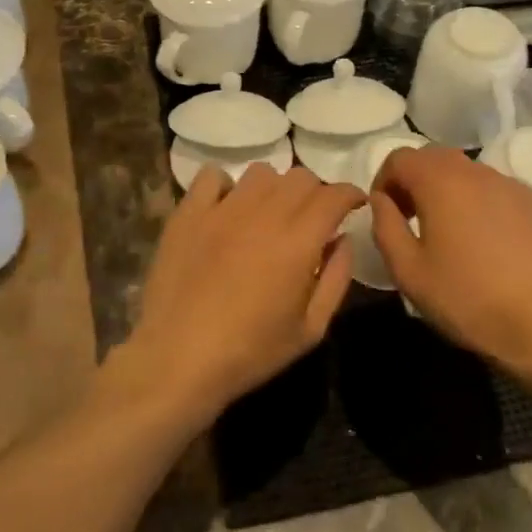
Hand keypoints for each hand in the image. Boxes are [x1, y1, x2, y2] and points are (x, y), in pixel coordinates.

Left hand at [120, 165, 364, 424]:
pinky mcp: (189, 212)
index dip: (350, 194)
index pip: (333, 195)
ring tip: (270, 213)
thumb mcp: (311, 329)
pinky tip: (227, 209)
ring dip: (276, 188)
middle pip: (300, 177)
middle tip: (313, 217)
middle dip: (317, 192)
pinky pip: (212, 177)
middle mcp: (263, 213)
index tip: (353, 205)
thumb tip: (343, 239)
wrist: (177, 358)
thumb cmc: (250, 352)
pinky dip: (226, 186)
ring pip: (261, 173)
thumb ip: (336, 278)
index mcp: (298, 241)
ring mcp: (222, 209)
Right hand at [369, 147, 531, 370]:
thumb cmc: (467, 299)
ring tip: (453, 234)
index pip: (400, 157)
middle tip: (414, 220)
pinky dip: (484, 206)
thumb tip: (380, 200)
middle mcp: (478, 172)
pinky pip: (500, 192)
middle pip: (435, 158)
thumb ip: (385, 226)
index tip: (386, 212)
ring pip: (470, 174)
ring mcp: (513, 186)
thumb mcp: (408, 271)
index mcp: (441, 182)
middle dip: (416, 181)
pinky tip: (491, 245)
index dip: (384, 180)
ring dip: (451, 192)